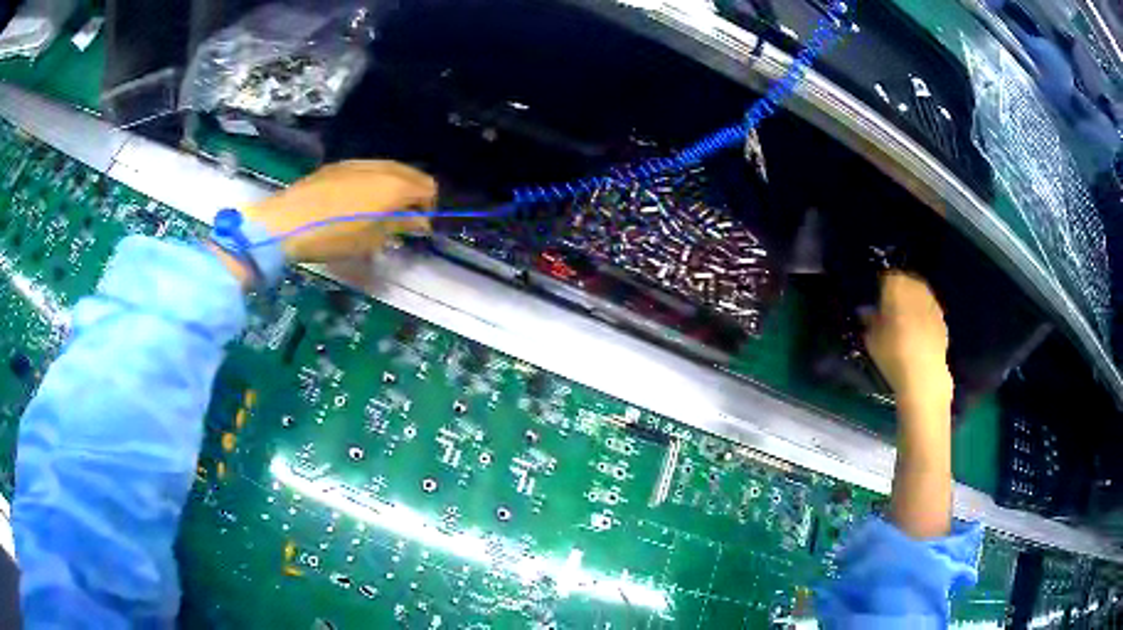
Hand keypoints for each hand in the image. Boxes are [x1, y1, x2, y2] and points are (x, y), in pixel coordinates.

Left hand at [243, 160, 437, 262]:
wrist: (288, 221)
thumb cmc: (335, 235)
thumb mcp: (373, 238)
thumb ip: (400, 226)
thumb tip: (419, 222)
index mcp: (396, 184)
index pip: (429, 187)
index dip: (430, 207)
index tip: (421, 226)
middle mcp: (382, 166)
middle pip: (411, 174)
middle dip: (414, 194)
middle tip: (405, 218)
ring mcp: (358, 162)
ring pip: (388, 169)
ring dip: (393, 187)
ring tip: (382, 210)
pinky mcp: (338, 166)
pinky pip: (367, 170)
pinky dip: (374, 182)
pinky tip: (359, 200)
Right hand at [864, 272, 952, 407]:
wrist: (924, 374)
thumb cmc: (893, 353)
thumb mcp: (872, 339)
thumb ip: (870, 321)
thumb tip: (867, 313)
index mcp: (896, 285)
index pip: (886, 277)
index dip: (881, 289)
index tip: (876, 303)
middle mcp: (916, 287)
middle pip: (905, 282)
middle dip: (898, 293)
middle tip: (890, 311)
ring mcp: (932, 302)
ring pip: (919, 296)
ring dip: (912, 304)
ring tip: (904, 324)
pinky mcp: (942, 319)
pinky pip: (929, 311)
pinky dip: (923, 318)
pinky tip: (918, 336)